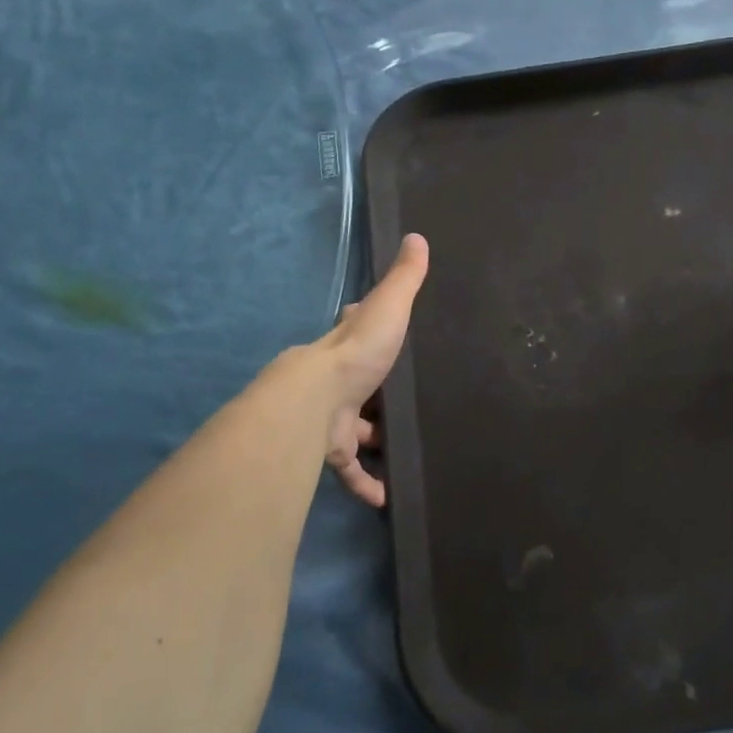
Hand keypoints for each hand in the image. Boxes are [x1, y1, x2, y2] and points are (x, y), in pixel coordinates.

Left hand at [319, 234, 429, 506]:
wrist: (314, 402)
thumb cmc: (355, 353)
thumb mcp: (387, 308)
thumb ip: (404, 279)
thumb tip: (417, 235)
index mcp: (346, 344)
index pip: (354, 328)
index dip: (366, 328)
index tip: (386, 334)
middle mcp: (336, 379)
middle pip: (357, 384)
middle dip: (375, 392)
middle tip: (405, 401)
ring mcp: (332, 416)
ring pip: (355, 429)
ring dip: (373, 440)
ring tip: (403, 449)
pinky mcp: (332, 450)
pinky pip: (350, 469)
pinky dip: (365, 483)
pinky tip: (385, 497)